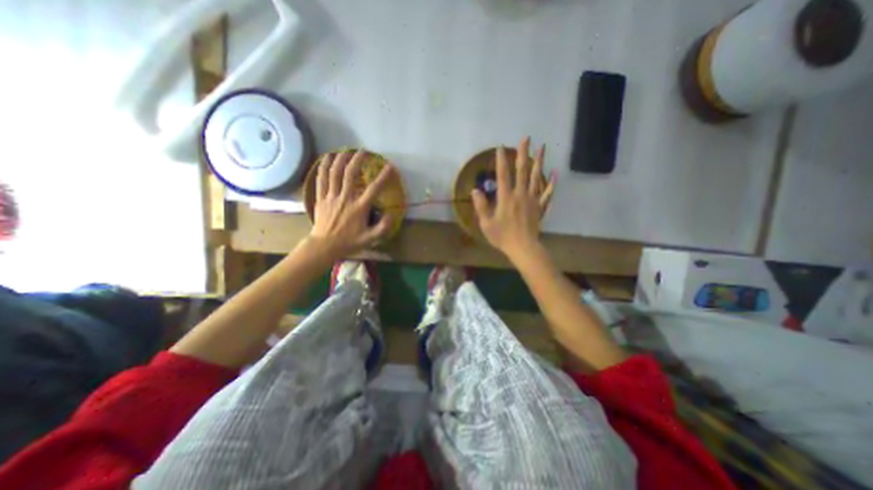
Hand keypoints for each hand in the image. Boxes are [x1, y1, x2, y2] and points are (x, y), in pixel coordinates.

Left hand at [304, 149, 390, 257]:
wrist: (325, 246)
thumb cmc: (349, 242)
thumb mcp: (370, 239)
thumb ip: (383, 228)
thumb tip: (391, 214)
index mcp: (359, 208)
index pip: (373, 189)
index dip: (383, 177)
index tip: (389, 167)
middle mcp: (345, 198)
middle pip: (350, 174)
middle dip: (357, 160)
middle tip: (363, 151)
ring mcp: (331, 197)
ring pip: (334, 173)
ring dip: (341, 159)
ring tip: (346, 150)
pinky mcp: (321, 198)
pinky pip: (321, 179)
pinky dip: (324, 166)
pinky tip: (327, 157)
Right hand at [471, 136, 550, 259]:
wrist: (523, 247)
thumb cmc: (502, 236)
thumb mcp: (486, 223)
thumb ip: (481, 206)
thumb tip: (475, 190)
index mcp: (506, 198)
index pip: (503, 175)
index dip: (501, 161)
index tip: (501, 147)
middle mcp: (520, 194)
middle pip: (522, 171)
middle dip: (523, 153)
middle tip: (526, 138)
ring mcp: (532, 199)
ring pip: (536, 177)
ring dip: (539, 162)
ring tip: (542, 148)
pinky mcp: (539, 207)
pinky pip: (547, 193)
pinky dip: (551, 184)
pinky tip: (555, 174)